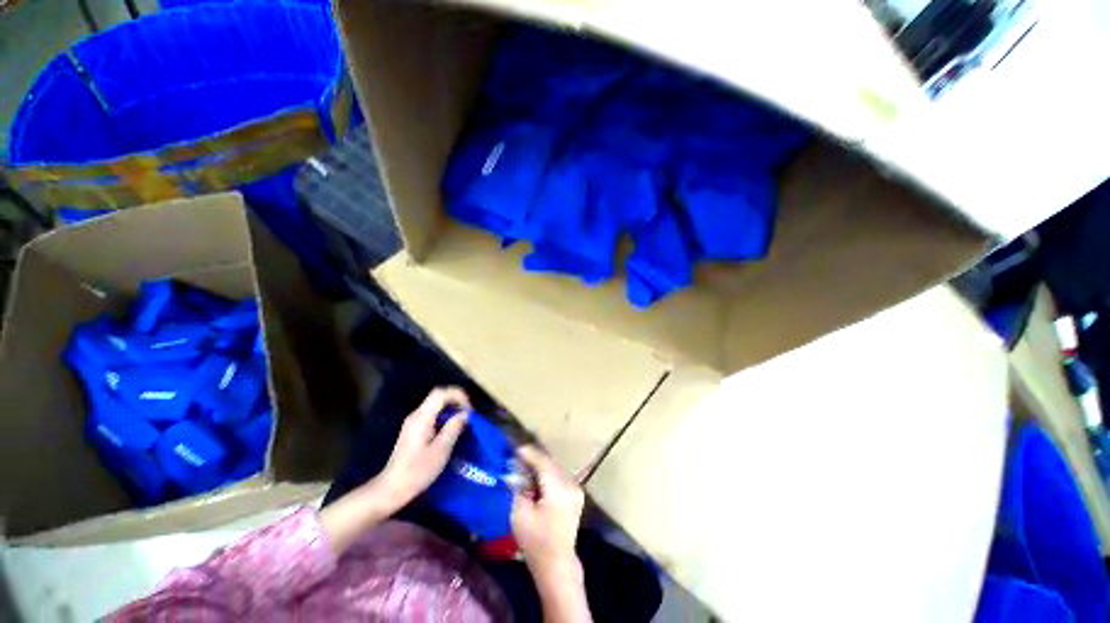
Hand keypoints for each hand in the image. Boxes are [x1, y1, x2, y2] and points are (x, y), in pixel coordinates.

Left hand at [379, 386, 469, 505]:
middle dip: (456, 401)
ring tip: (464, 422)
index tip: (469, 409)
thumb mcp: (441, 450)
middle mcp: (416, 415)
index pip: (441, 393)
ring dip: (451, 409)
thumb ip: (454, 428)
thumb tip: (465, 414)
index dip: (458, 395)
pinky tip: (451, 430)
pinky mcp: (413, 431)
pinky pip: (432, 415)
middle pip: (438, 397)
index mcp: (422, 417)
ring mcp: (413, 423)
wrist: (392, 489)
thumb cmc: (418, 471)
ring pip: (435, 406)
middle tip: (469, 414)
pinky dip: (444, 417)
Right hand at [511, 446, 585, 582]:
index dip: (529, 454)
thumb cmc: (535, 541)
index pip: (543, 463)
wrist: (557, 563)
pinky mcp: (576, 495)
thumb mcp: (520, 514)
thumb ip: (518, 488)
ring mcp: (576, 489)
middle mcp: (570, 485)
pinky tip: (536, 478)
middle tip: (518, 457)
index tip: (516, 449)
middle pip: (550, 464)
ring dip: (541, 466)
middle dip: (534, 459)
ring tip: (525, 466)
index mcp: (558, 489)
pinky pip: (559, 477)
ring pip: (555, 469)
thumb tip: (516, 471)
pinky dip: (547, 474)